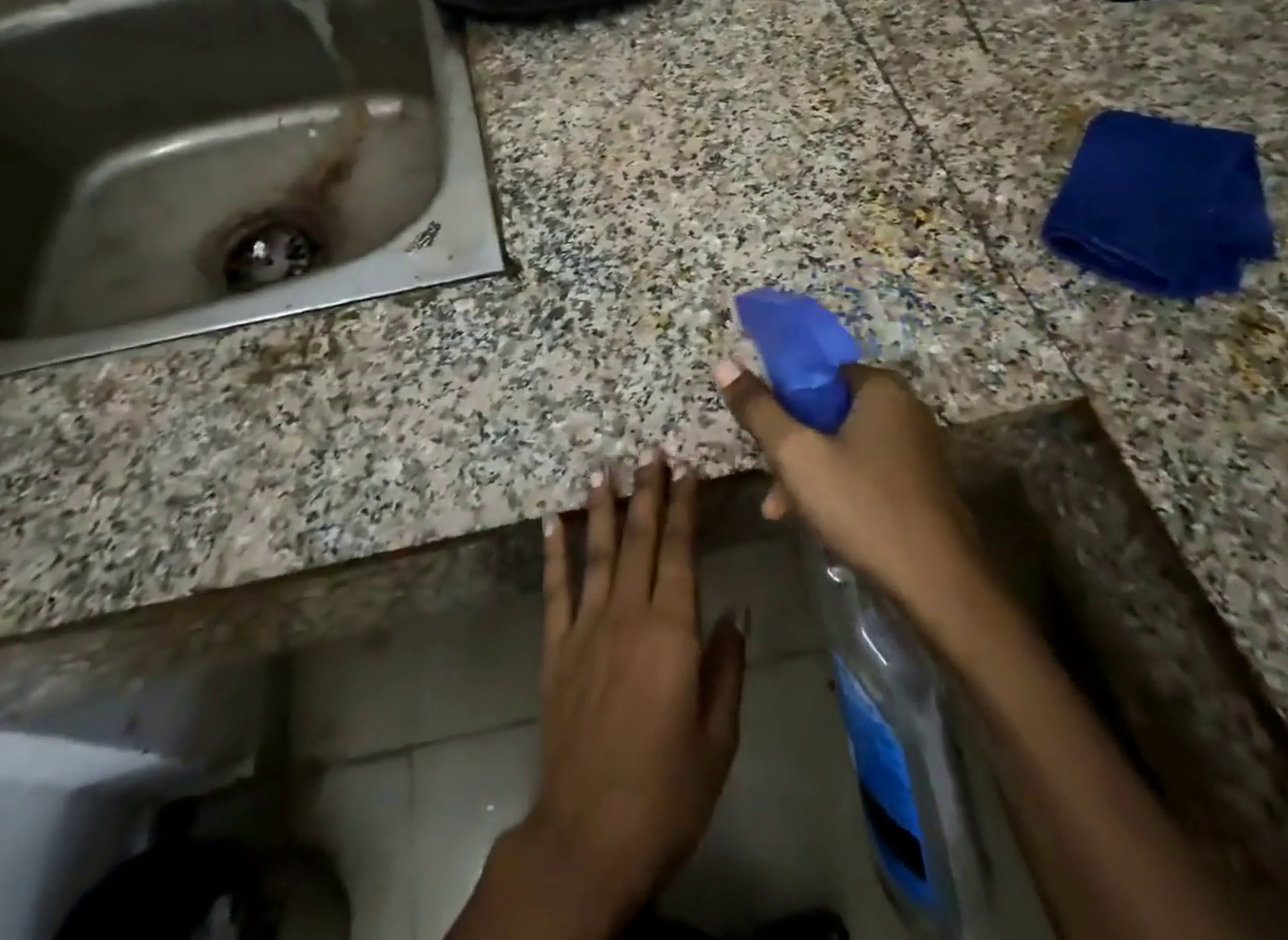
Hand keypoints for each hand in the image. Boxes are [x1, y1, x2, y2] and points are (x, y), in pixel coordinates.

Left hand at [522, 456, 746, 926]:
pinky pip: (555, 589)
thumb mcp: (718, 736)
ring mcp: (586, 628)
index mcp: (672, 632)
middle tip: (649, 451)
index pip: (681, 552)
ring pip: (596, 552)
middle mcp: (627, 615)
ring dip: (601, 507)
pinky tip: (552, 521)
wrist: (588, 835)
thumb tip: (735, 608)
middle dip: (647, 492)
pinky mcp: (555, 649)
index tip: (685, 470)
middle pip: (639, 539)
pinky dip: (553, 552)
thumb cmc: (667, 791)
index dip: (684, 507)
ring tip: (604, 468)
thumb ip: (727, 666)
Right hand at [712, 360, 989, 635]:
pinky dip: (835, 486)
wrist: (938, 584)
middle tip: (771, 478)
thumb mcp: (796, 454)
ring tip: (781, 509)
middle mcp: (903, 409)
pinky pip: (863, 469)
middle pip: (827, 411)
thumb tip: (724, 363)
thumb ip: (758, 409)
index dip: (783, 397)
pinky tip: (813, 520)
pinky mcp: (918, 483)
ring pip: (842, 444)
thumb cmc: (862, 505)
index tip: (763, 431)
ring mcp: (914, 448)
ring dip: (808, 471)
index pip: (818, 372)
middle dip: (792, 444)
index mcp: (880, 388)